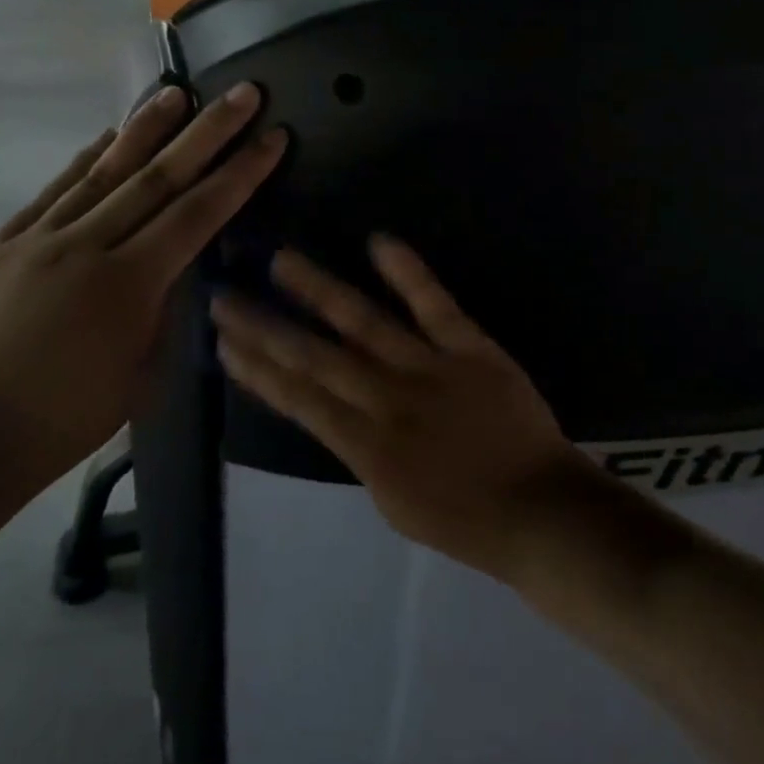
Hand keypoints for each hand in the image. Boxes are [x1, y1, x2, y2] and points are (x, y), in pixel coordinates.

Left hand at [0, 84, 284, 495]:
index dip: (240, 174)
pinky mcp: (1, 244)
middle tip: (242, 92)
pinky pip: (53, 190)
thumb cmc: (59, 424)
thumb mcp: (139, 378)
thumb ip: (163, 314)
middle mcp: (85, 247)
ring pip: (102, 171)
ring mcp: (37, 239)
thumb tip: (178, 272)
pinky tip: (106, 137)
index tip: (272, 137)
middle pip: (158, 177)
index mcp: (127, 286)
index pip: (199, 215)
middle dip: (207, 131)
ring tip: (176, 91)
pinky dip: (85, 159)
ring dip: (144, 129)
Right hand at [209, 237, 585, 576]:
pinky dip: (407, 272)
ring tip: (281, 260)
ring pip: (363, 323)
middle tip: (225, 295)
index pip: (298, 400)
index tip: (223, 342)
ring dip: (318, 289)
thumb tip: (336, 412)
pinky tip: (377, 241)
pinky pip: (435, 305)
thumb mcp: (394, 503)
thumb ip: (360, 452)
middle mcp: (388, 401)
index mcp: (366, 448)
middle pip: (315, 357)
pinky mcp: (472, 349)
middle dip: (265, 327)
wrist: (540, 511)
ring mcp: (430, 370)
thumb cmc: (465, 521)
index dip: (257, 369)